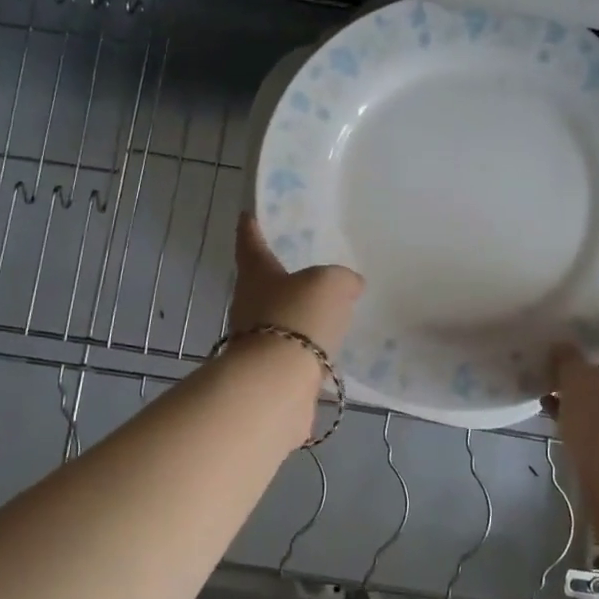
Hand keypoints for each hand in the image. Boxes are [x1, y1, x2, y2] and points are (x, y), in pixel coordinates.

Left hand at [227, 213, 364, 357]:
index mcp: (256, 274)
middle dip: (281, 277)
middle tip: (307, 268)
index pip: (250, 243)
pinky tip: (328, 346)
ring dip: (297, 314)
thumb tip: (350, 284)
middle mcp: (248, 304)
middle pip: (263, 283)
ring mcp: (255, 340)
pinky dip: (306, 346)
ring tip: (326, 310)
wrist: (277, 383)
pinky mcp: (268, 371)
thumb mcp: (330, 283)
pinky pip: (292, 349)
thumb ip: (342, 279)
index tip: (248, 215)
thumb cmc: (297, 317)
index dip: (250, 228)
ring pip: (278, 318)